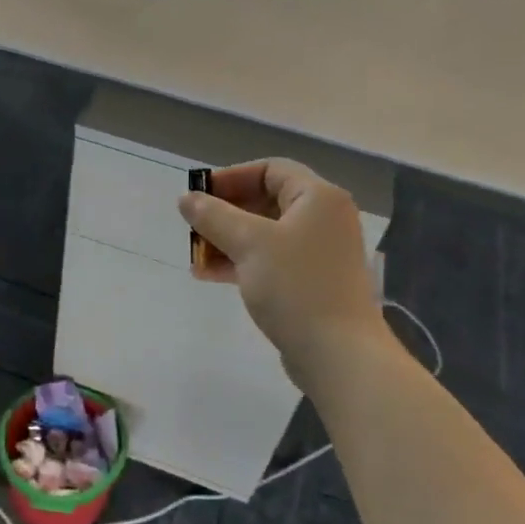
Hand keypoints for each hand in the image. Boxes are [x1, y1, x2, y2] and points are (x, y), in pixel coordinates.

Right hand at [178, 160, 388, 384]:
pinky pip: (272, 261)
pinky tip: (210, 275)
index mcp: (318, 197)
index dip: (231, 178)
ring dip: (228, 241)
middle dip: (225, 214)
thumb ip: (214, 216)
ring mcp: (320, 252)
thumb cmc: (295, 287)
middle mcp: (324, 219)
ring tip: (195, 257)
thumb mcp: (249, 244)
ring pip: (266, 234)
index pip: (270, 170)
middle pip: (267, 202)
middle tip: (193, 228)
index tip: (199, 195)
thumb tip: (186, 198)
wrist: (338, 353)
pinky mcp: (312, 282)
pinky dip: (242, 262)